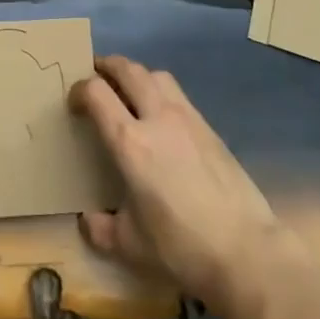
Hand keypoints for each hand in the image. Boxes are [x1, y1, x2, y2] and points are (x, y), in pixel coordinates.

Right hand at [71, 54, 318, 318]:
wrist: (246, 251)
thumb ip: (102, 229)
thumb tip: (88, 220)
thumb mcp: (131, 246)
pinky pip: (177, 94)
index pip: (96, 93)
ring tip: (129, 90)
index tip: (73, 102)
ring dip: (136, 74)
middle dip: (107, 66)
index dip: (79, 90)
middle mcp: (156, 117)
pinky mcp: (209, 127)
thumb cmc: (181, 248)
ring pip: (156, 74)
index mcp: (129, 141)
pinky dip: (161, 91)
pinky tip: (161, 116)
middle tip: (96, 75)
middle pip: (128, 69)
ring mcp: (186, 118)